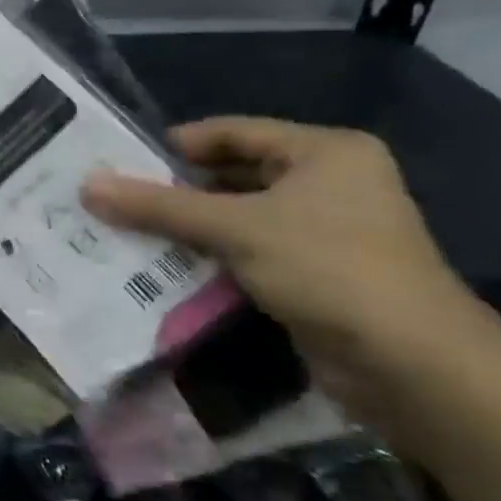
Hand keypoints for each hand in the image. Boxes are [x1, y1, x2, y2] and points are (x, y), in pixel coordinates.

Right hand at [81, 117, 473, 409]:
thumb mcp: (235, 228)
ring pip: (235, 218)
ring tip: (121, 232)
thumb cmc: (328, 269)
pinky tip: (158, 268)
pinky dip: (207, 258)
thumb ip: (159, 206)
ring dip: (184, 228)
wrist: (414, 367)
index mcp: (323, 152)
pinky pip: (245, 253)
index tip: (117, 162)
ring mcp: (322, 232)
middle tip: (112, 199)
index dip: (173, 146)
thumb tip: (86, 185)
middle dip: (172, 192)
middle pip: (230, 176)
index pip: (231, 133)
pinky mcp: (313, 274)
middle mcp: (326, 183)